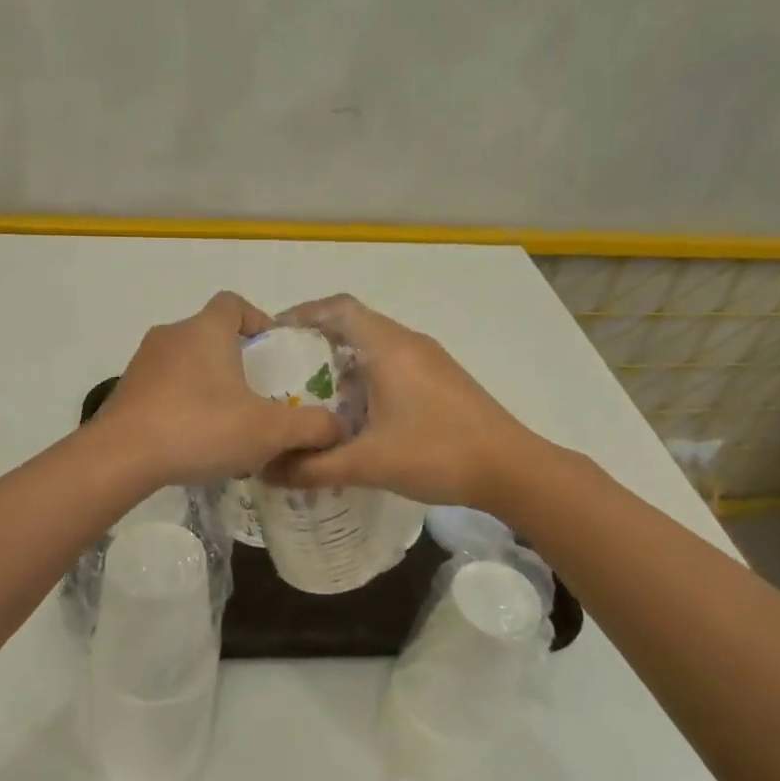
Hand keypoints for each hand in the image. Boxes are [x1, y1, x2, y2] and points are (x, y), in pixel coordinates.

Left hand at [99, 291, 342, 486]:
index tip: (270, 352)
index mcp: (206, 329)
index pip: (234, 303)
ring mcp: (143, 363)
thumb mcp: (269, 430)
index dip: (256, 320)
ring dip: (208, 385)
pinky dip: (182, 404)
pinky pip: (164, 388)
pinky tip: (194, 441)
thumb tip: (338, 429)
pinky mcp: (125, 391)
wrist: (121, 457)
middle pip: (210, 335)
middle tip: (257, 395)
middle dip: (235, 361)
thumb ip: (311, 427)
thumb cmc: (201, 427)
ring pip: (186, 364)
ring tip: (227, 424)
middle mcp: (172, 335)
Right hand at [269, 294, 534, 508]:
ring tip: (313, 394)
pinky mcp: (442, 379)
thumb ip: (314, 467)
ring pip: (376, 345)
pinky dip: (367, 376)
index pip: (338, 308)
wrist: (512, 469)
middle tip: (284, 370)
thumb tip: (268, 472)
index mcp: (389, 347)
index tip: (274, 334)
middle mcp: (409, 343)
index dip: (303, 313)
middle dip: (317, 341)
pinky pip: (394, 363)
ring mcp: (430, 360)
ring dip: (343, 362)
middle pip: (355, 323)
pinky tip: (356, 413)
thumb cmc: (437, 454)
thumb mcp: (368, 463)